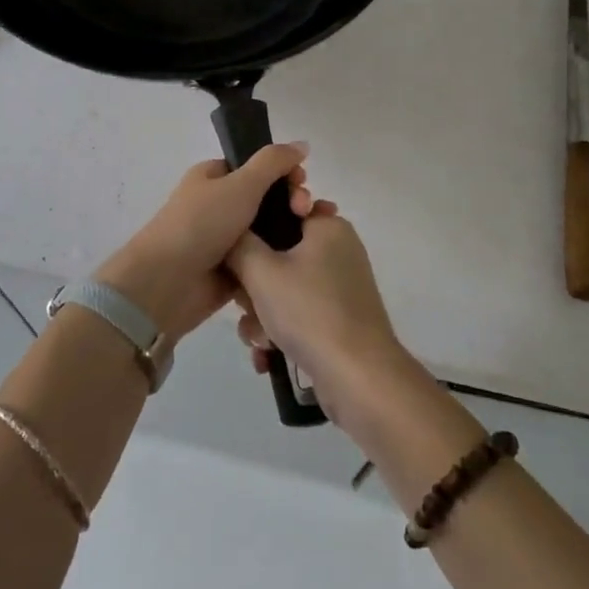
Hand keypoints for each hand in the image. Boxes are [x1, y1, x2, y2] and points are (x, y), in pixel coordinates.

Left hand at [96, 144, 313, 343]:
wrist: (168, 282)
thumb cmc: (202, 224)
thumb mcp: (241, 183)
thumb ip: (273, 162)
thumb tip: (302, 144)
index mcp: (213, 177)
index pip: (256, 167)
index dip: (283, 171)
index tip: (302, 181)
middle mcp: (218, 204)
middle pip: (267, 198)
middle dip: (292, 200)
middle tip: (305, 211)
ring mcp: (226, 239)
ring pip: (268, 229)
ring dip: (293, 229)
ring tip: (316, 233)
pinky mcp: (233, 270)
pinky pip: (264, 258)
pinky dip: (282, 257)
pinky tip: (307, 257)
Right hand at [227, 206, 405, 424]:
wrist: (358, 377)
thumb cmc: (309, 311)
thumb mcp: (261, 270)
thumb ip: (238, 243)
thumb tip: (229, 231)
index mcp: (328, 227)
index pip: (281, 211)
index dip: (254, 232)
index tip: (238, 255)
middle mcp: (338, 251)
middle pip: (278, 255)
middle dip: (254, 287)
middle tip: (247, 306)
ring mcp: (341, 288)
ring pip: (285, 289)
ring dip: (262, 315)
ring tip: (259, 340)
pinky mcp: (340, 320)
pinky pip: (299, 314)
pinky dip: (281, 332)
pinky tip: (268, 356)